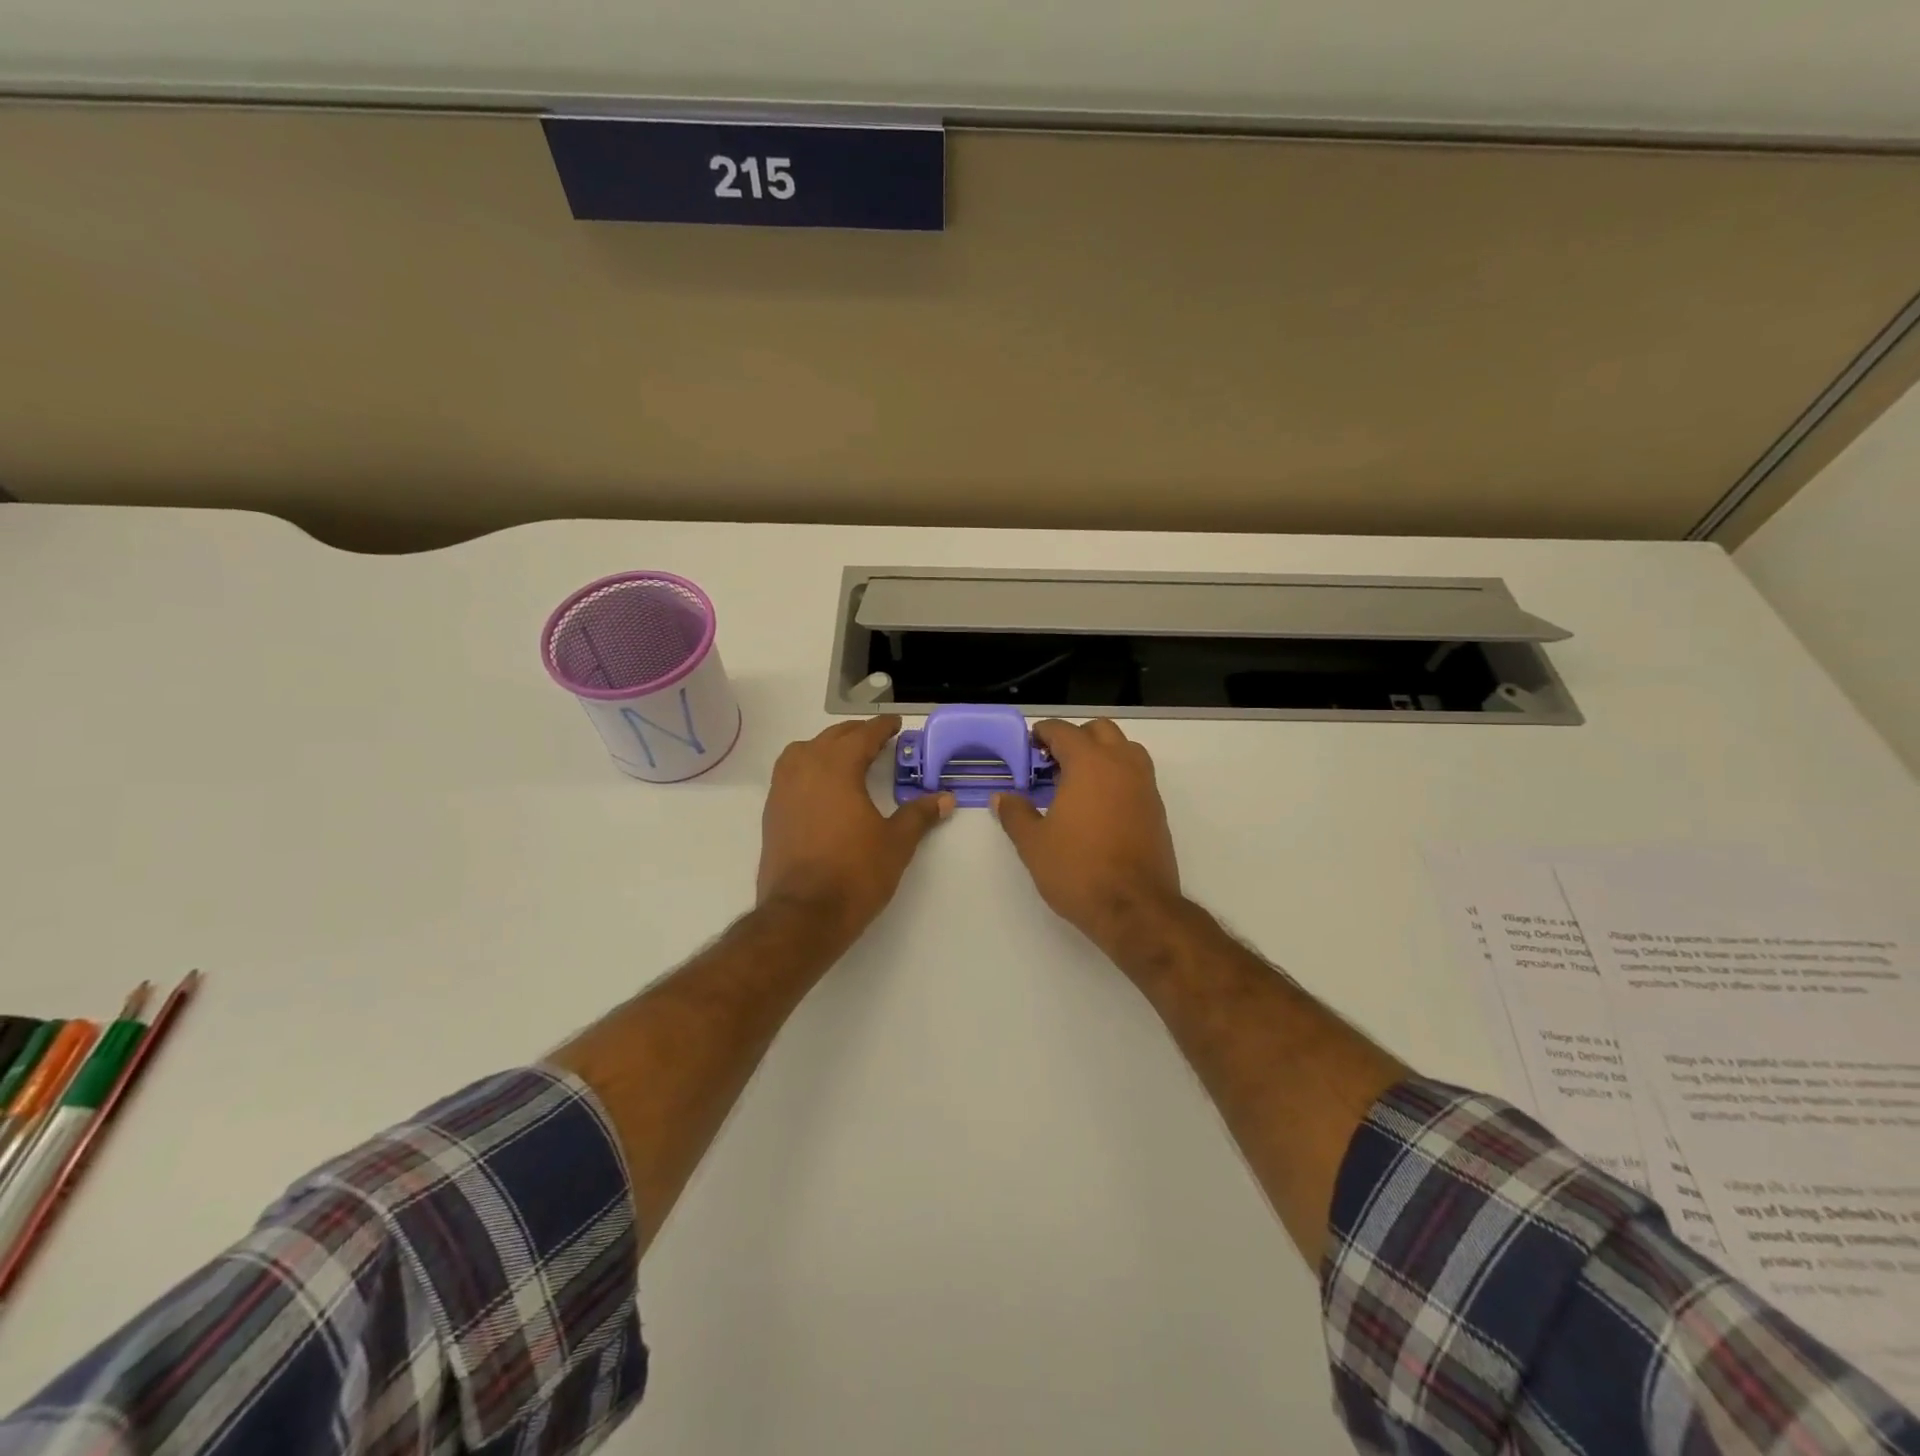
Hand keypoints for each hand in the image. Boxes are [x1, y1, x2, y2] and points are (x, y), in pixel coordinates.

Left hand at [757, 716, 953, 946]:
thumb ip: (919, 815)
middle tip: (877, 739)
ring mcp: (783, 790)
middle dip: (856, 734)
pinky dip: (808, 767)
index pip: (863, 736)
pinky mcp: (772, 812)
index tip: (896, 724)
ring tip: (846, 757)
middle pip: (832, 738)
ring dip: (826, 746)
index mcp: (837, 767)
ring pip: (804, 751)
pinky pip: (790, 773)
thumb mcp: (896, 843)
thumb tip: (945, 798)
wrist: (803, 914)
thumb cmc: (855, 873)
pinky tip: (821, 786)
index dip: (882, 728)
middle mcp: (806, 769)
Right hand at [993, 719, 1182, 958]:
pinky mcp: (1156, 809)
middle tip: (1051, 762)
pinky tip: (1097, 806)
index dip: (1042, 733)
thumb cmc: (1078, 869)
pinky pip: (1136, 775)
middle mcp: (1121, 765)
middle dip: (1074, 738)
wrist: (1135, 907)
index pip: (1064, 731)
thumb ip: (1015, 814)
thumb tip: (1002, 797)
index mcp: (1089, 763)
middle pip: (1100, 730)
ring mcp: (1145, 786)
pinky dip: (1116, 776)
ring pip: (1124, 749)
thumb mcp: (1033, 843)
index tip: (1028, 746)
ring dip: (1101, 753)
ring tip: (1076, 781)